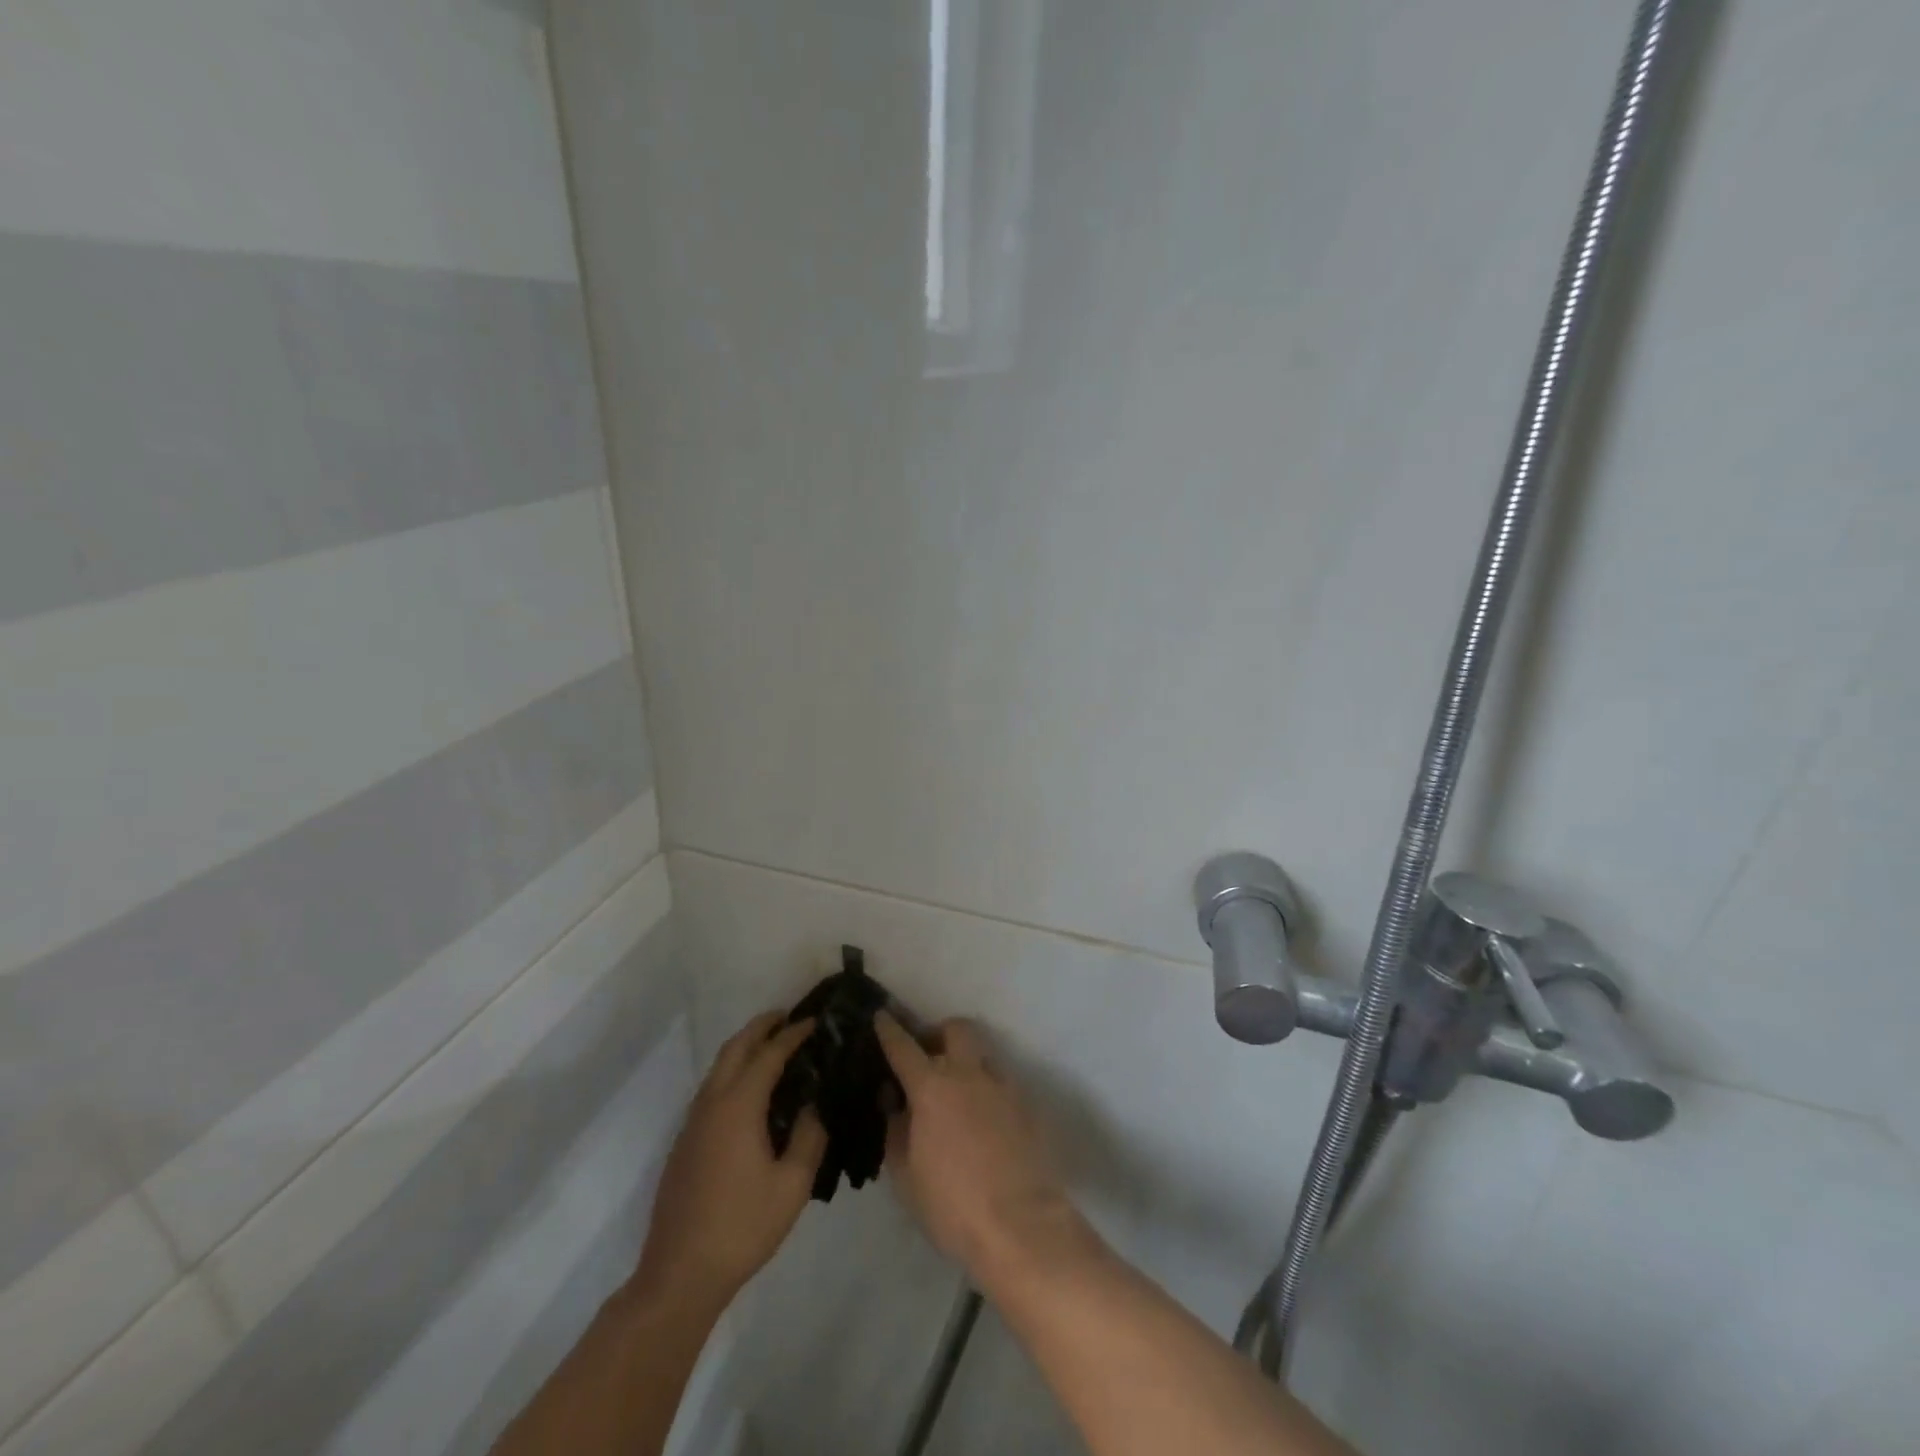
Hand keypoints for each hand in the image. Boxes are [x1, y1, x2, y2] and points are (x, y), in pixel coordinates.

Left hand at [635, 1012, 826, 1311]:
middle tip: (791, 1018)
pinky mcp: (685, 1142)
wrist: (679, 1275)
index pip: (769, 1053)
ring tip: (775, 1047)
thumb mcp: (792, 1185)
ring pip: (719, 1067)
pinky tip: (752, 1093)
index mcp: (738, 1106)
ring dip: (745, 1047)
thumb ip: (809, 1137)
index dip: (794, 1034)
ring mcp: (693, 1123)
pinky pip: (712, 1089)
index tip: (816, 1021)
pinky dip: (734, 1072)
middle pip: (736, 1047)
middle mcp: (712, 1103)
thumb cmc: (741, 1227)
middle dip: (762, 1026)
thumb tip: (813, 1107)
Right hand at [874, 1014, 1087, 1287]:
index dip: (889, 1029)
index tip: (882, 1014)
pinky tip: (983, 1120)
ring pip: (983, 1054)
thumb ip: (896, 1131)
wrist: (1021, 1225)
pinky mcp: (1027, 1105)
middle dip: (939, 1033)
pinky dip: (987, 1090)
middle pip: (956, 1029)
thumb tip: (894, 1102)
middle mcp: (969, 1074)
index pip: (903, 1047)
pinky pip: (1002, 1083)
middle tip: (928, 1055)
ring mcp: (1002, 1086)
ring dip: (967, 1061)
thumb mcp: (905, 1176)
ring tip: (958, 1091)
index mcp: (932, 1088)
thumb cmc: (952, 1205)